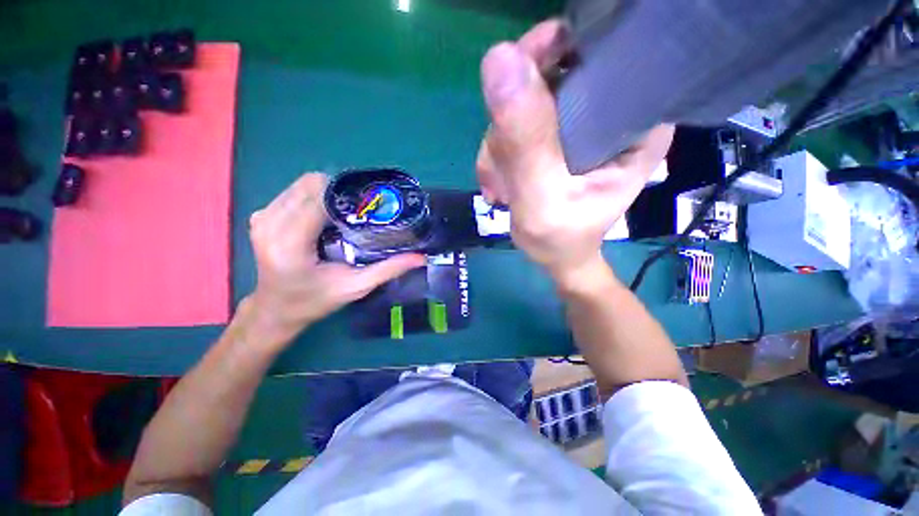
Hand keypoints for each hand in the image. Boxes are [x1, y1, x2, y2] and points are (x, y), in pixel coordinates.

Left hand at [244, 173, 424, 346]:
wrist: (276, 310)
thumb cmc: (315, 301)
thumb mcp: (355, 287)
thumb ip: (388, 270)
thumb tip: (421, 258)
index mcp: (290, 244)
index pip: (320, 200)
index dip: (348, 195)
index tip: (371, 203)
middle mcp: (270, 224)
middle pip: (310, 185)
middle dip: (340, 191)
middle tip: (362, 208)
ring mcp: (261, 217)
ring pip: (301, 184)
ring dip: (328, 192)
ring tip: (347, 211)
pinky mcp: (260, 216)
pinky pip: (292, 192)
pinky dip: (314, 196)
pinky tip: (327, 215)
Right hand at [477, 20, 673, 287]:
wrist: (556, 257)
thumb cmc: (560, 238)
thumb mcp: (542, 197)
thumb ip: (525, 139)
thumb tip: (499, 56)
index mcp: (634, 122)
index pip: (598, 57)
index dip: (551, 59)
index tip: (519, 83)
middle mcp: (611, 114)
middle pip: (550, 79)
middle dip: (513, 123)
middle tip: (504, 165)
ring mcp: (577, 126)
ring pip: (523, 107)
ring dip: (500, 147)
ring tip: (503, 187)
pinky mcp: (552, 139)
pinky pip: (513, 129)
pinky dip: (497, 156)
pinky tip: (500, 184)